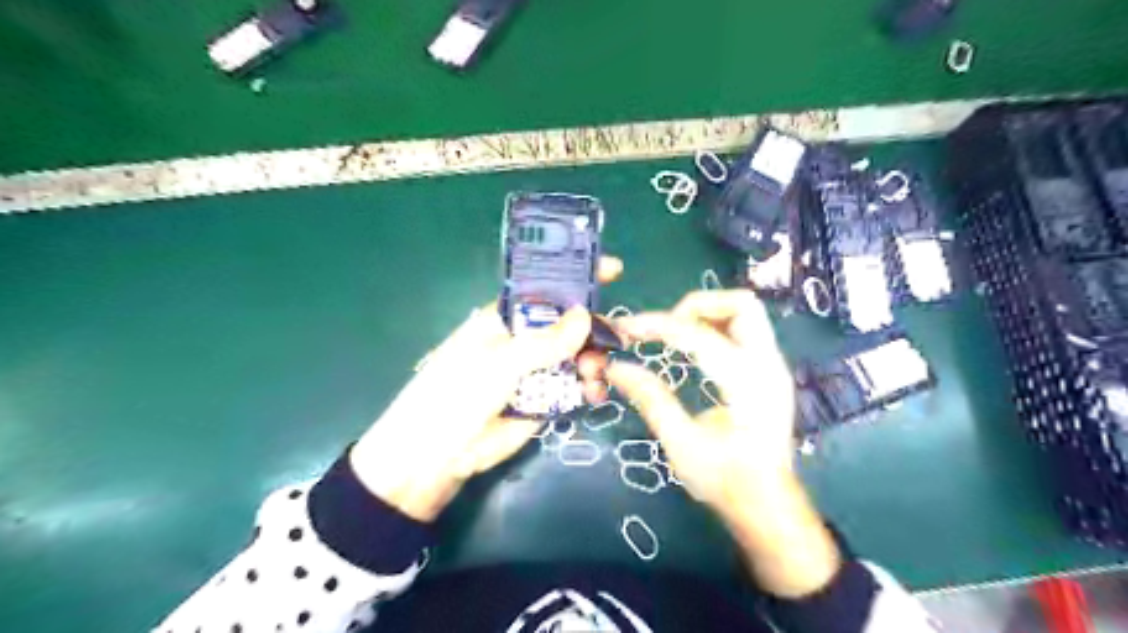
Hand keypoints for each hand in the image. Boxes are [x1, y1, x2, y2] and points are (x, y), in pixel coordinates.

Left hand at [349, 255, 620, 522]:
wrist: (437, 456)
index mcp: (507, 319)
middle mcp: (525, 341)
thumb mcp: (499, 362)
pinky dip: (590, 388)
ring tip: (595, 374)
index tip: (615, 269)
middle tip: (621, 338)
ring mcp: (536, 371)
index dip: (578, 278)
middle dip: (596, 328)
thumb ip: (543, 342)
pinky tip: (595, 394)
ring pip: (577, 357)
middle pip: (570, 325)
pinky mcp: (545, 401)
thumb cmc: (457, 393)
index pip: (547, 290)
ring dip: (594, 360)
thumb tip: (583, 316)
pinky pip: (575, 388)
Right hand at [607, 292, 836, 596]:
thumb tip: (615, 367)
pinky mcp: (769, 373)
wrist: (769, 509)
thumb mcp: (682, 446)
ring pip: (746, 313)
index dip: (657, 325)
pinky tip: (693, 349)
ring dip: (707, 313)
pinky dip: (716, 327)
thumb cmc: (727, 483)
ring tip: (674, 335)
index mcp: (748, 384)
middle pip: (741, 304)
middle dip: (696, 305)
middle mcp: (768, 365)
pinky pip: (745, 331)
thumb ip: (651, 400)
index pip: (699, 335)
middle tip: (664, 327)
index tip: (625, 328)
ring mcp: (773, 367)